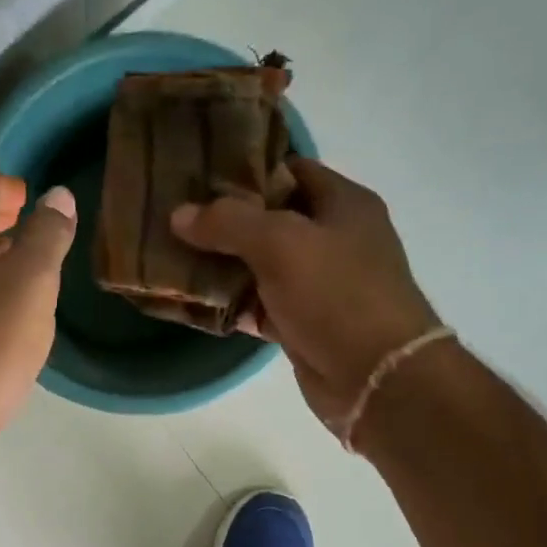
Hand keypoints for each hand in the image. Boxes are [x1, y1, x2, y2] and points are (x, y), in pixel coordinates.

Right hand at [171, 157, 440, 428]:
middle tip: (175, 216)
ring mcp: (318, 285)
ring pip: (260, 266)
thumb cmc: (336, 294)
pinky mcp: (302, 324)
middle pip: (270, 219)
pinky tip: (193, 301)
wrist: (374, 376)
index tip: (198, 174)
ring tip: (173, 255)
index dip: (246, 169)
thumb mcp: (280, 243)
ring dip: (222, 265)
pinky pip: (258, 306)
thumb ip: (228, 223)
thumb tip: (179, 214)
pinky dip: (231, 304)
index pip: (290, 169)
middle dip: (224, 221)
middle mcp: (333, 239)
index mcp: (343, 203)